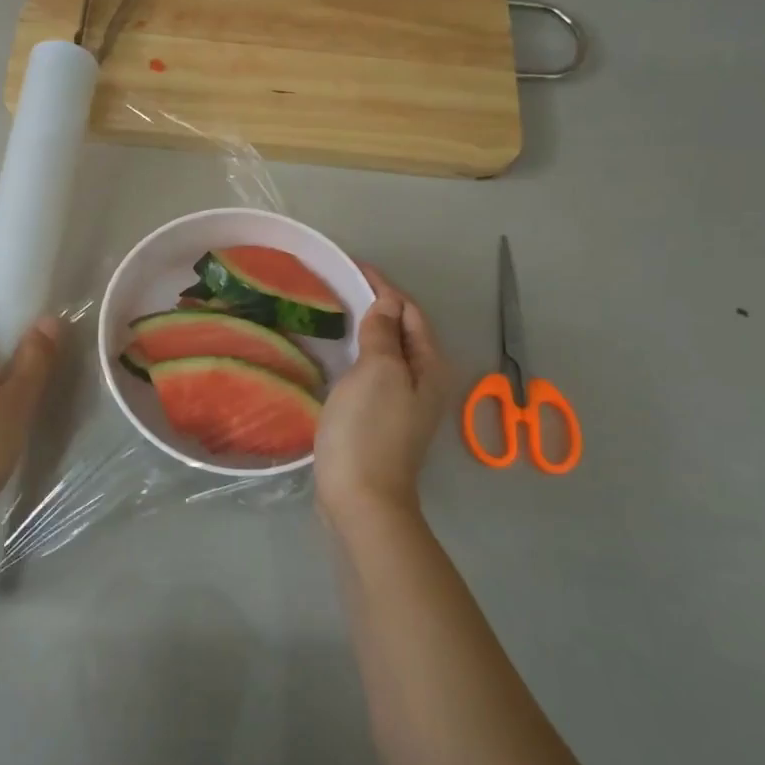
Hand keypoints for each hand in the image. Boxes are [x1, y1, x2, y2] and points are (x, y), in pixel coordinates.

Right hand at [314, 267, 451, 528]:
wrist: (360, 498)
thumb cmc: (369, 430)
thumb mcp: (378, 372)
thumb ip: (383, 334)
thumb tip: (387, 303)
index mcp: (429, 366)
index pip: (410, 312)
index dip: (384, 287)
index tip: (352, 267)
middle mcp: (423, 381)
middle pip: (402, 331)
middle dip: (376, 306)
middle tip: (339, 286)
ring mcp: (402, 403)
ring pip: (386, 353)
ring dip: (366, 331)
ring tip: (335, 313)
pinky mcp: (380, 419)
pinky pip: (372, 374)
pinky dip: (358, 356)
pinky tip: (336, 355)